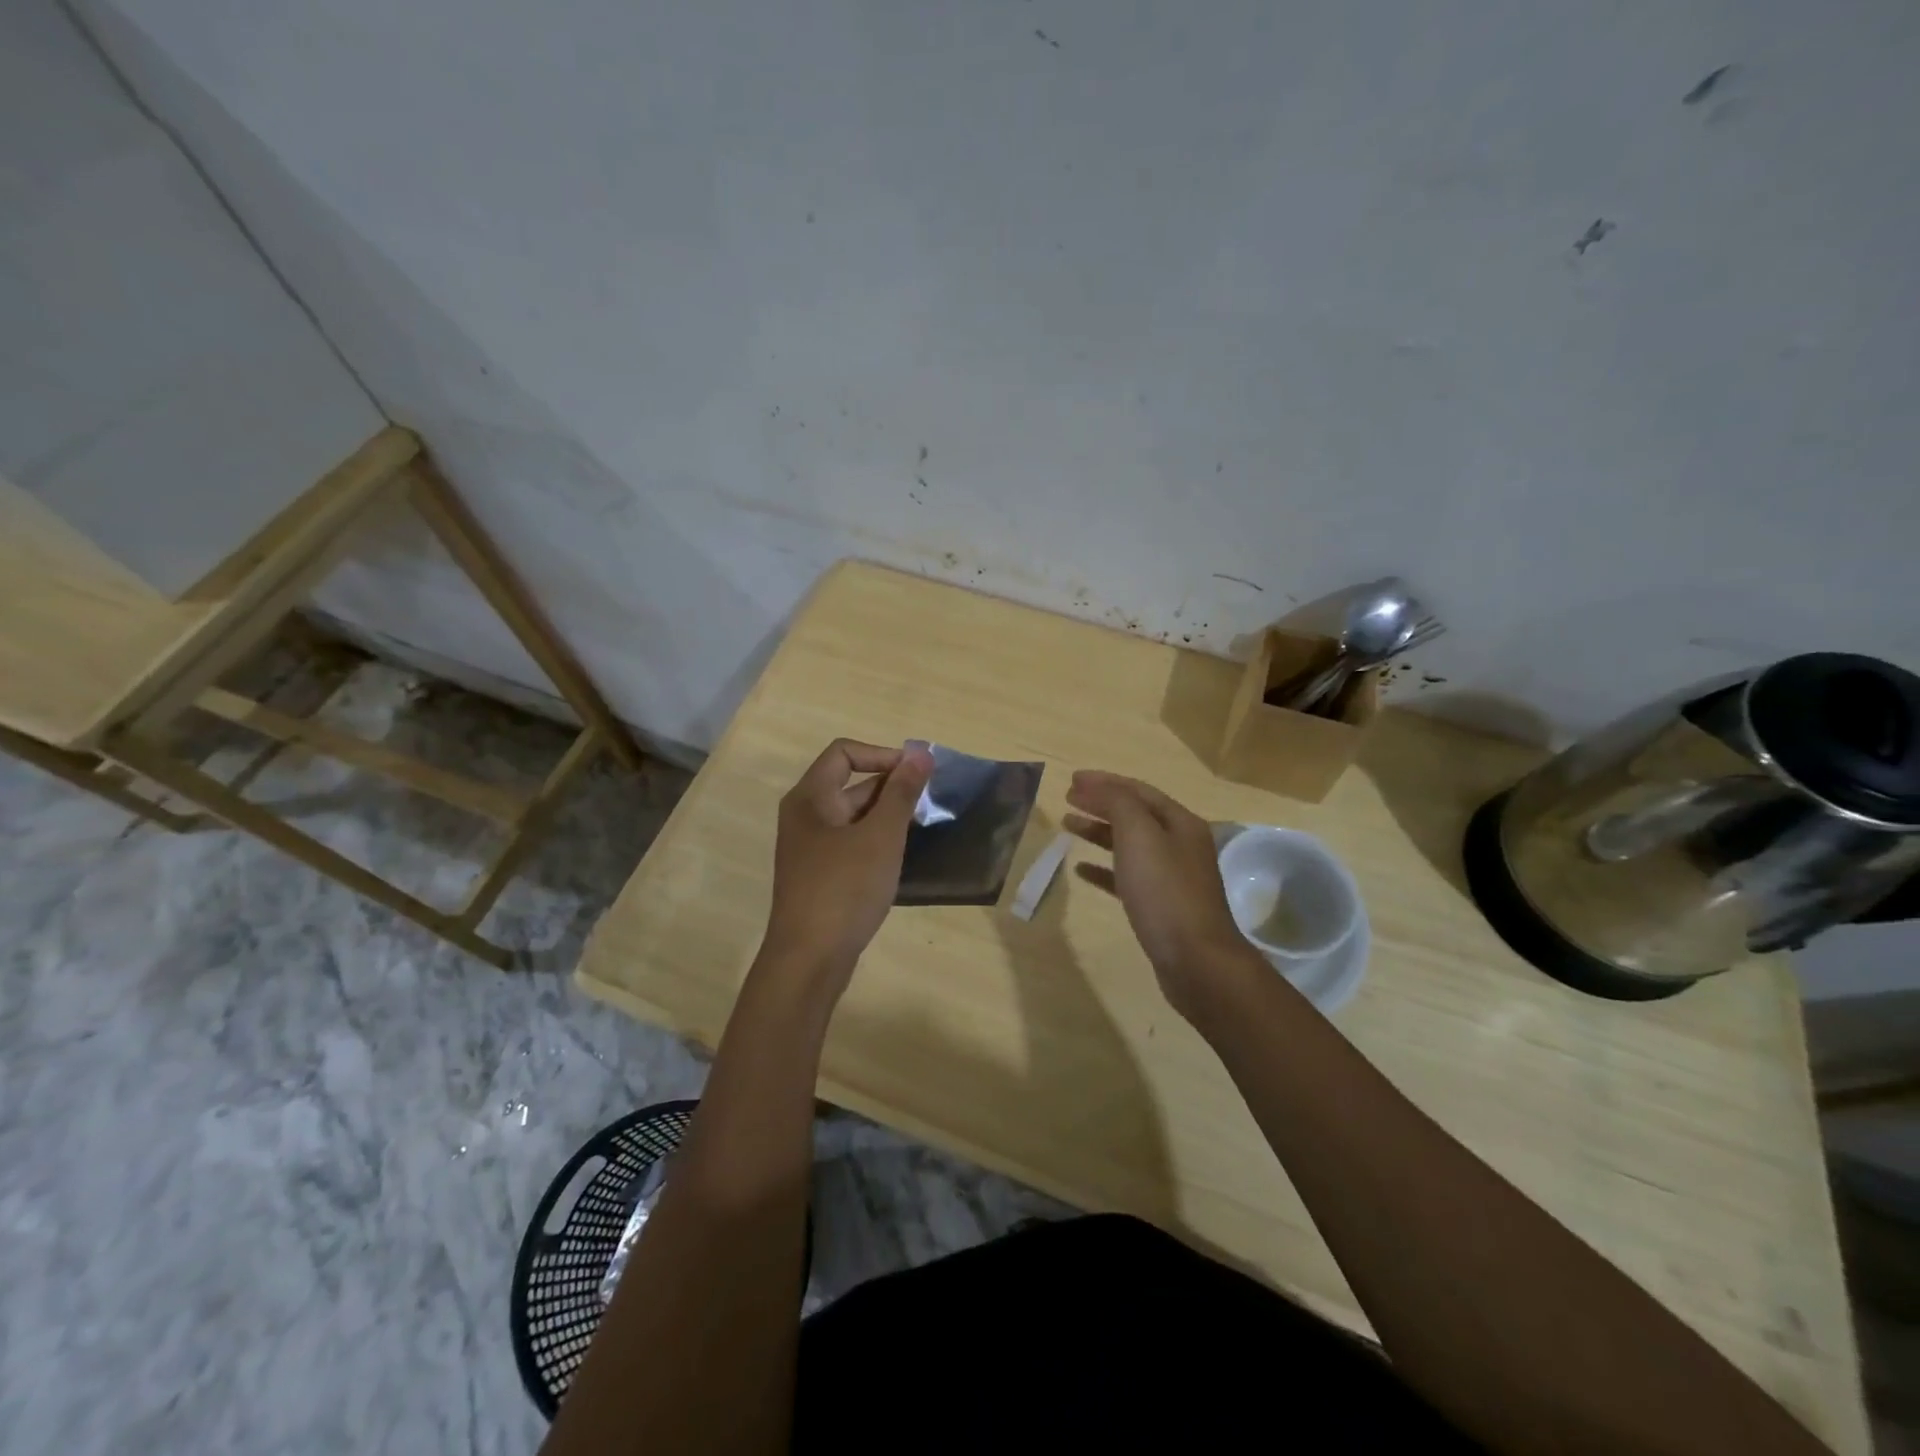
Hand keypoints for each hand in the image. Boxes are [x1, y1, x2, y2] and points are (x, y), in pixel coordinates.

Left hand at [762, 739, 933, 989]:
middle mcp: (804, 816)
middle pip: (849, 783)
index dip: (882, 755)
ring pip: (853, 816)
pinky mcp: (819, 875)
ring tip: (920, 828)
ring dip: (886, 816)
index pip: (844, 753)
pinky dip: (875, 841)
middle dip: (890, 787)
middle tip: (928, 803)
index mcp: (809, 798)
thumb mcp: (881, 836)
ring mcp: (810, 848)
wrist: (810, 960)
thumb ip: (901, 792)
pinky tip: (899, 857)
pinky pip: (851, 843)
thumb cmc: (845, 889)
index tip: (916, 774)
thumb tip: (920, 753)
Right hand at [1064, 771, 1259, 1022]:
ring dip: (1098, 832)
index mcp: (1180, 823)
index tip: (1071, 780)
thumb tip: (1098, 786)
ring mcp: (1172, 877)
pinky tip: (1081, 870)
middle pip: (1134, 815)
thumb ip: (1118, 804)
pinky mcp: (1160, 906)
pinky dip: (1103, 869)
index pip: (1138, 791)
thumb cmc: (1165, 892)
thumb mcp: (1140, 836)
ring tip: (1068, 826)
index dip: (1104, 782)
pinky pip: (1127, 877)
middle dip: (1101, 803)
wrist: (1196, 960)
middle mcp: (1180, 845)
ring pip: (1129, 845)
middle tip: (1067, 799)